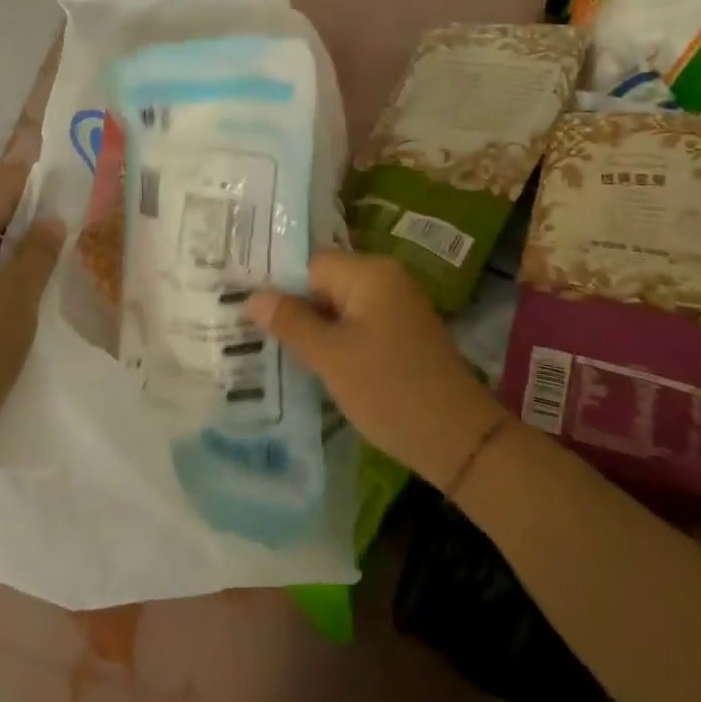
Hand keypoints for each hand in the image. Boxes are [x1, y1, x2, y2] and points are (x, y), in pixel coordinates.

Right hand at [247, 250, 507, 488]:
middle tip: (249, 330)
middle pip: (323, 281)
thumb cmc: (390, 390)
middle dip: (291, 306)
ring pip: (338, 305)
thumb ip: (291, 322)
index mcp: (370, 272)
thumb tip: (253, 296)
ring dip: (311, 326)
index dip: (276, 285)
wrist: (458, 438)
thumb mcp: (331, 358)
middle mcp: (385, 277)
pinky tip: (311, 360)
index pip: (309, 263)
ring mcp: (396, 305)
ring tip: (271, 347)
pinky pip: (356, 323)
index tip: (242, 306)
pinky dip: (334, 338)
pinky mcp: (401, 331)